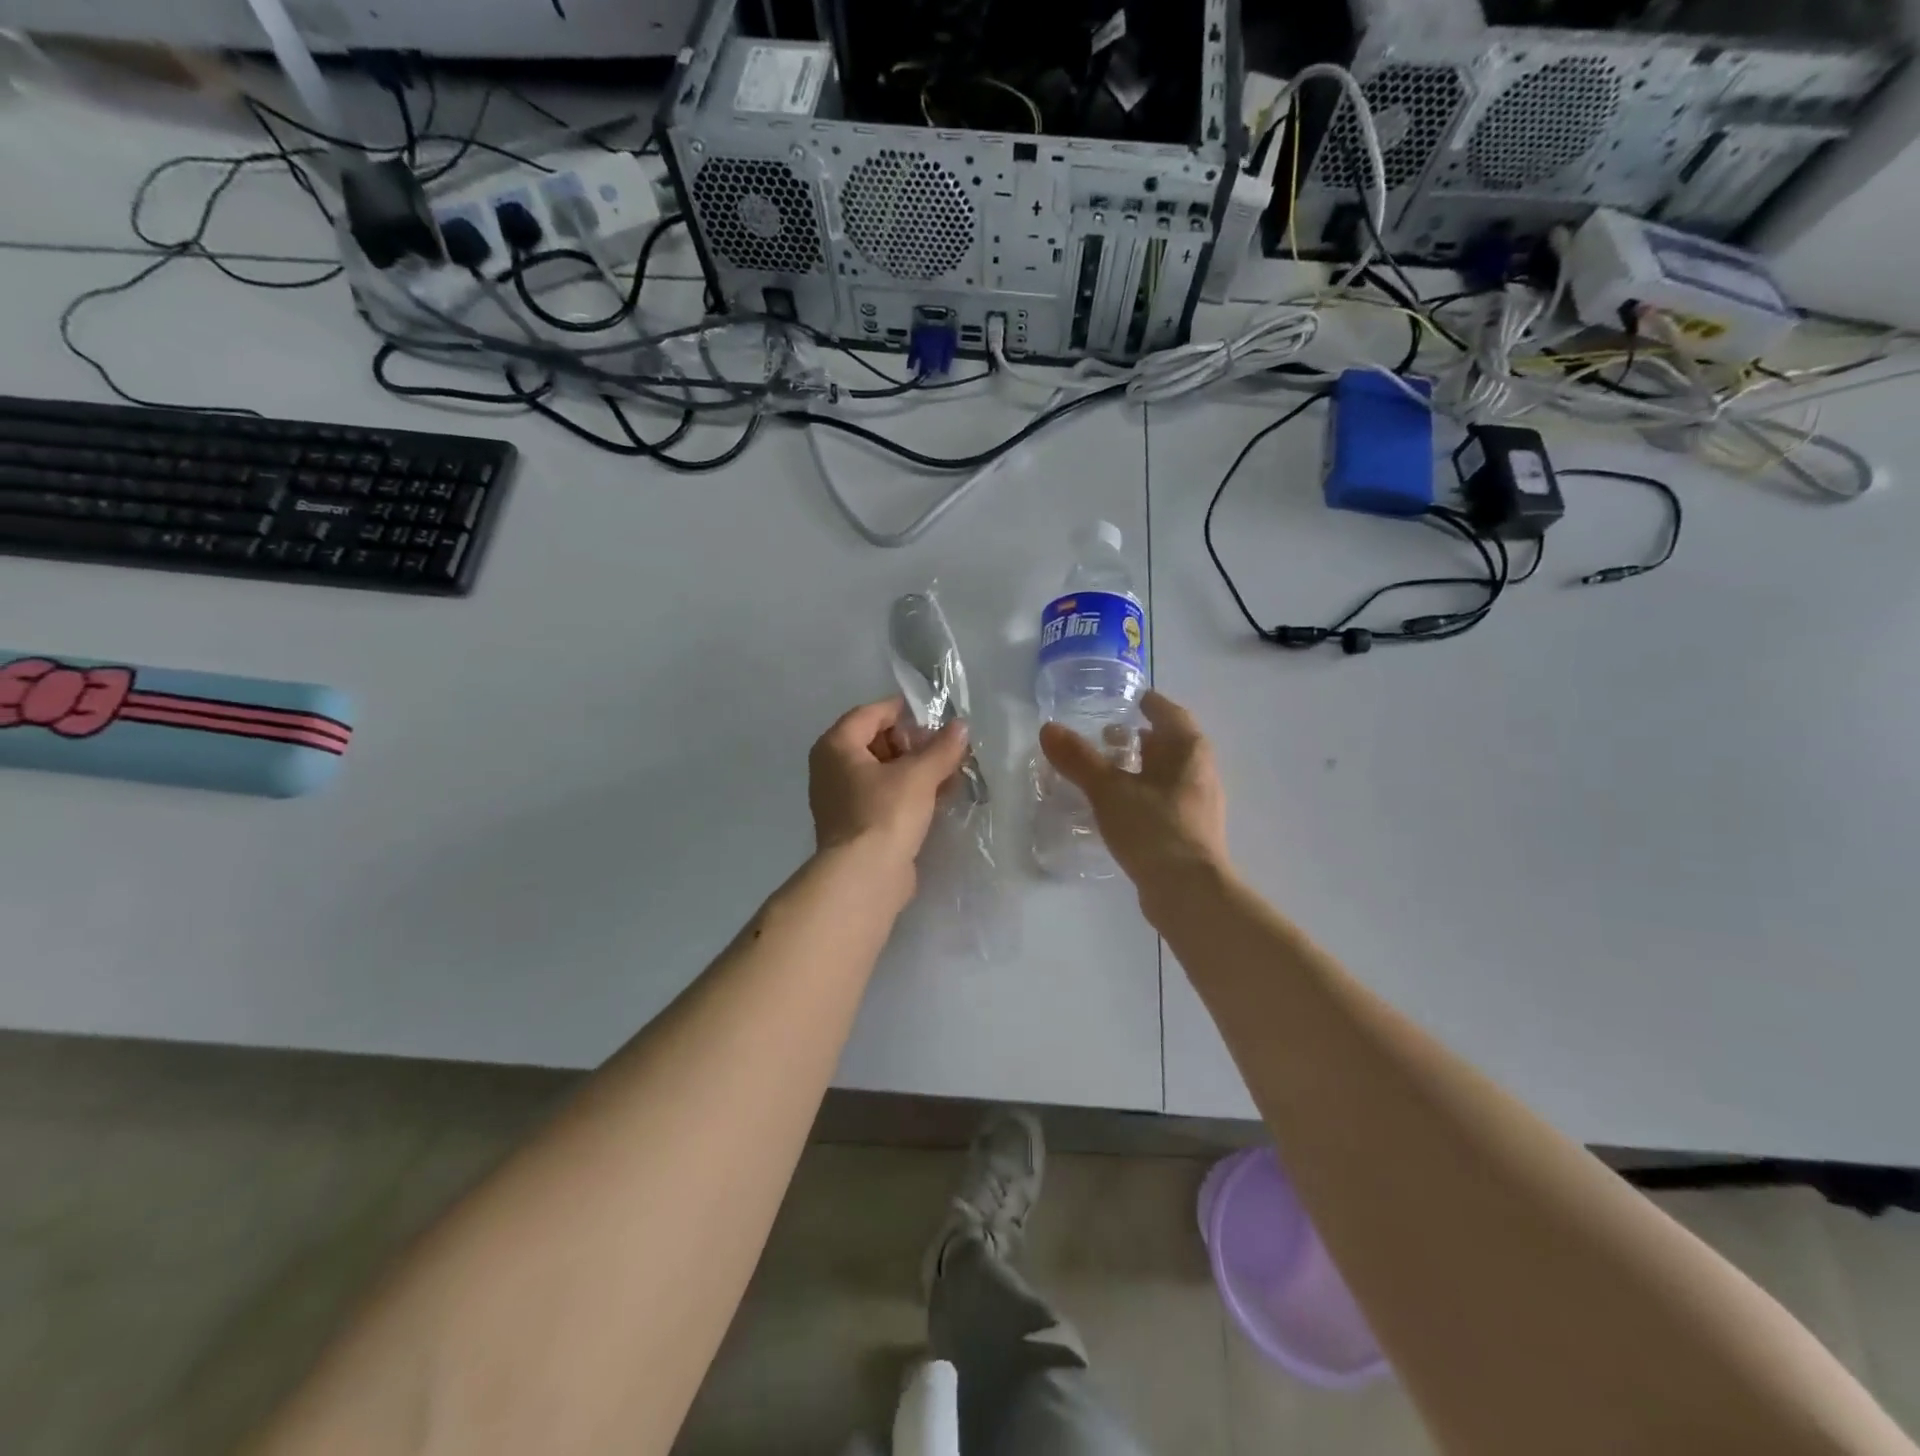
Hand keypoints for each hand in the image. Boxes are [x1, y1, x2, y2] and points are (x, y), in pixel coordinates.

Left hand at [809, 696, 970, 874]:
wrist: (865, 877)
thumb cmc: (885, 813)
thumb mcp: (919, 775)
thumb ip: (942, 748)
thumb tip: (961, 726)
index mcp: (836, 746)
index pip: (870, 713)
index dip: (903, 711)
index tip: (935, 717)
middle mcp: (831, 768)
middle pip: (875, 742)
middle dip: (913, 743)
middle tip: (944, 747)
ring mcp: (841, 799)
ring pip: (882, 771)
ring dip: (915, 769)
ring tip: (950, 770)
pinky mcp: (856, 824)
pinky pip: (884, 796)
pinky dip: (909, 792)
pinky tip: (940, 796)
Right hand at [1039, 690, 1228, 889]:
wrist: (1189, 893)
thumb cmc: (1154, 829)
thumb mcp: (1109, 790)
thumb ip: (1079, 759)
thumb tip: (1048, 729)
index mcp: (1190, 750)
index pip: (1170, 713)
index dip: (1149, 704)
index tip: (1128, 700)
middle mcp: (1201, 771)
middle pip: (1170, 744)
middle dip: (1140, 738)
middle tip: (1105, 737)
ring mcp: (1199, 804)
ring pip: (1167, 774)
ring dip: (1140, 768)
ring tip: (1105, 772)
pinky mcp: (1190, 832)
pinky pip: (1164, 800)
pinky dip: (1142, 794)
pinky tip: (1117, 807)